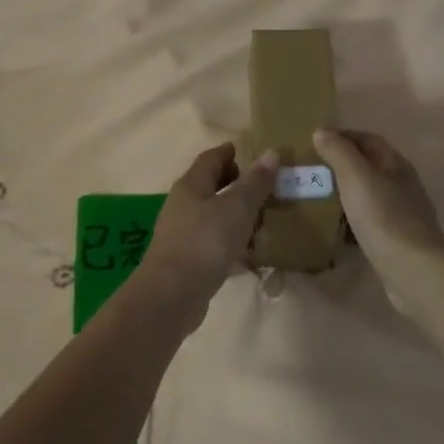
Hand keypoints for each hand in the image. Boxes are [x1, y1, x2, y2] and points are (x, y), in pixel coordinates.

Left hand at [133, 143, 278, 329]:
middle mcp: (182, 206)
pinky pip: (212, 242)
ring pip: (210, 215)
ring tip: (260, 216)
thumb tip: (271, 153)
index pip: (210, 159)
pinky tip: (248, 251)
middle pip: (208, 186)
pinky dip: (230, 240)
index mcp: (191, 186)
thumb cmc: (205, 241)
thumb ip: (255, 182)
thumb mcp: (237, 207)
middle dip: (232, 181)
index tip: (246, 150)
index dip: (228, 152)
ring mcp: (182, 234)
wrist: (172, 294)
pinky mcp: (187, 260)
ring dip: (231, 212)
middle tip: (260, 183)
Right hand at [312, 129, 443, 285]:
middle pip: (371, 165)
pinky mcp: (397, 238)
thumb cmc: (383, 217)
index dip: (343, 135)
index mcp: (397, 165)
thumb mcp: (356, 177)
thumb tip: (322, 132)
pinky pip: (370, 219)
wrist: (412, 269)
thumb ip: (338, 152)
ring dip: (347, 191)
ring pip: (370, 193)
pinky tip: (337, 226)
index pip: (369, 139)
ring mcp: (402, 213)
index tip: (315, 140)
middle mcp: (403, 185)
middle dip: (343, 163)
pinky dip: (352, 216)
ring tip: (319, 195)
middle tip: (313, 168)